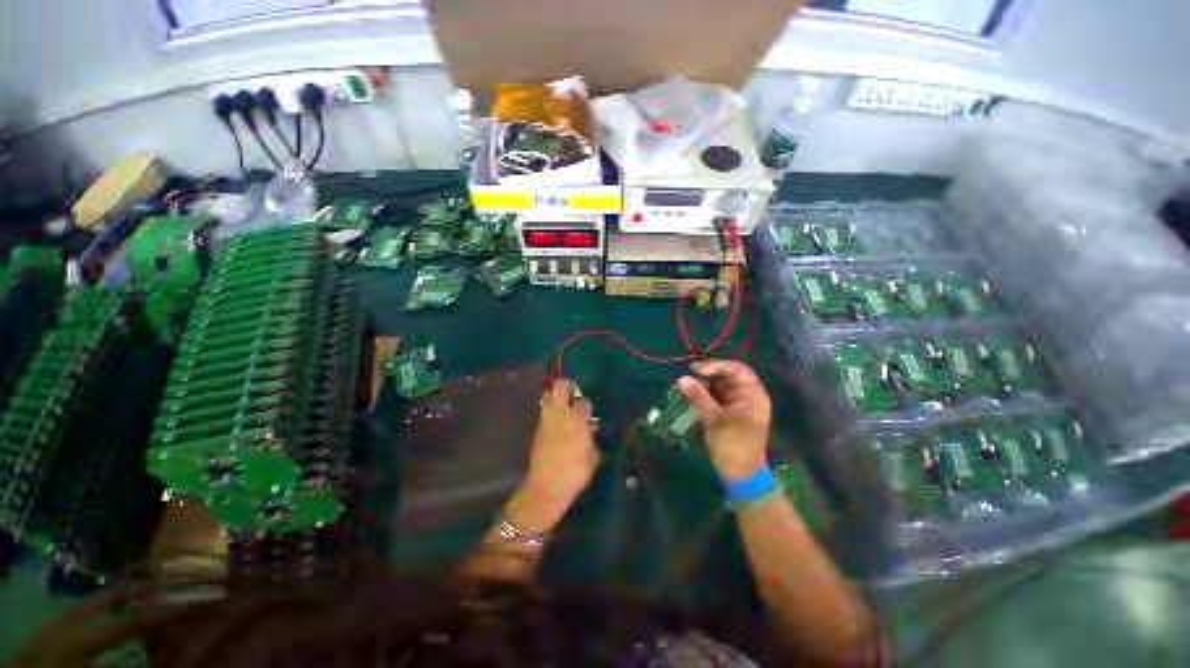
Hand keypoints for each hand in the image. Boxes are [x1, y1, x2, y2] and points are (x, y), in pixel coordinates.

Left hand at [508, 378, 600, 532]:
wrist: (546, 488)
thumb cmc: (575, 473)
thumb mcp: (593, 456)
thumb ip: (592, 438)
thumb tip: (590, 429)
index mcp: (576, 419)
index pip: (583, 402)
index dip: (587, 406)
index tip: (589, 414)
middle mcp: (559, 414)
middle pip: (559, 386)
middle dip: (568, 386)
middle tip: (575, 396)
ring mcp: (546, 420)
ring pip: (548, 396)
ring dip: (557, 398)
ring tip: (566, 410)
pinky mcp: (538, 429)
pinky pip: (545, 412)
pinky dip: (552, 413)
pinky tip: (559, 426)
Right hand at [678, 360, 771, 480]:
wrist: (740, 474)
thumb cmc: (733, 445)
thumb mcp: (715, 420)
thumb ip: (699, 397)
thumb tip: (682, 378)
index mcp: (753, 394)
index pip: (737, 369)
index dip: (717, 365)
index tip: (697, 369)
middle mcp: (746, 395)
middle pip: (727, 375)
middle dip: (708, 374)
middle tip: (689, 374)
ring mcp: (737, 403)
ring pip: (719, 385)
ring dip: (704, 383)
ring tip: (687, 384)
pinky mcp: (728, 411)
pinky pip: (715, 395)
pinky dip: (703, 394)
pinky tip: (691, 394)